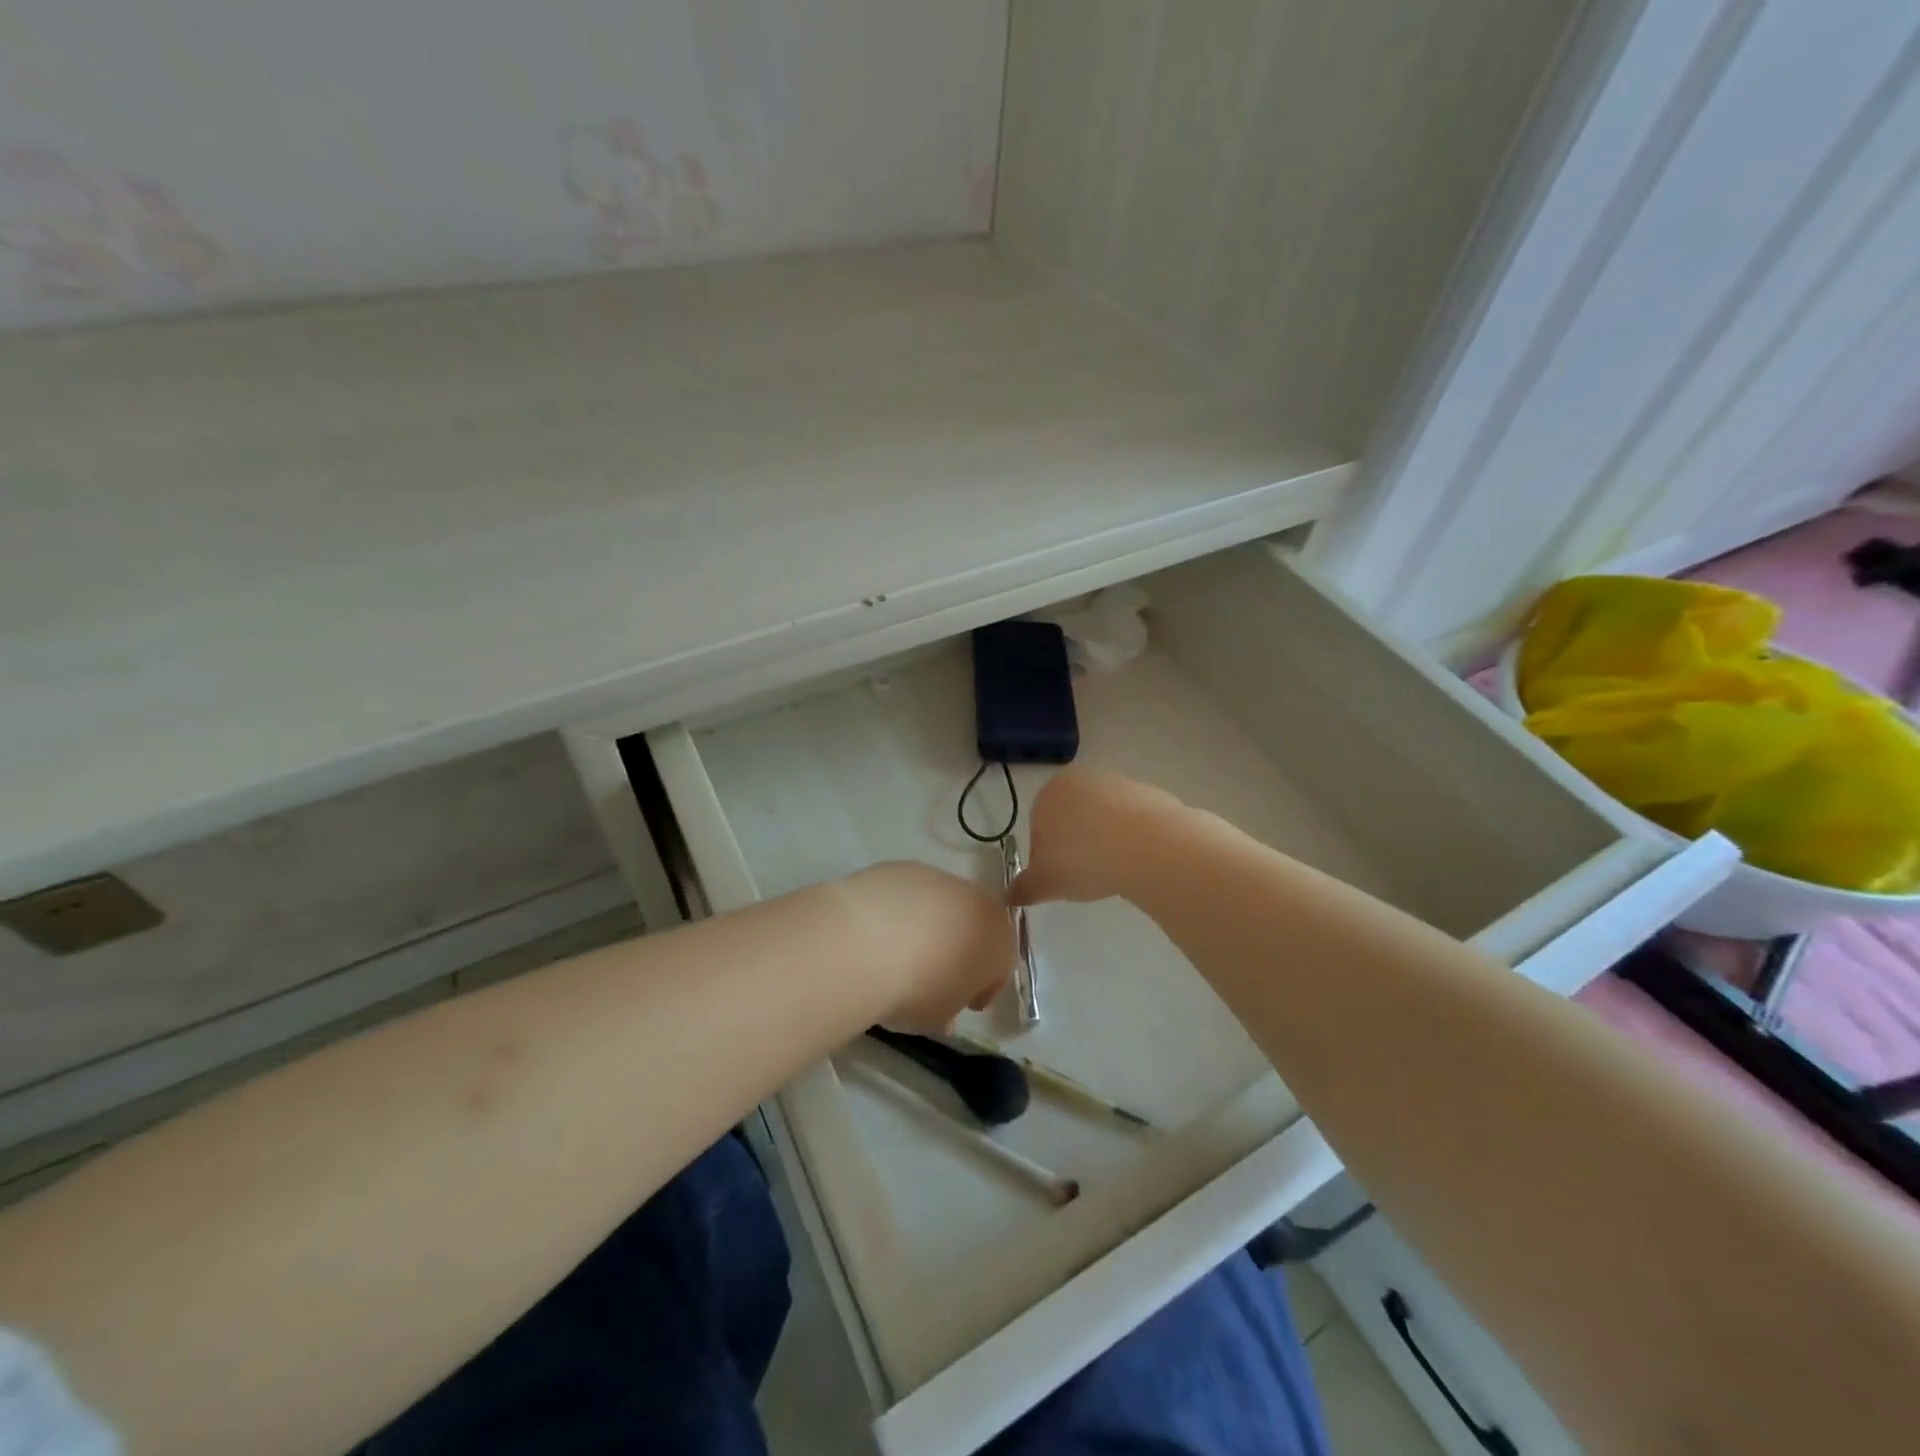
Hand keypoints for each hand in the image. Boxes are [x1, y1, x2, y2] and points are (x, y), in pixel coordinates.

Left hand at [842, 862, 1012, 1033]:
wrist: (868, 942)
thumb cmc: (918, 988)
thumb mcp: (938, 1017)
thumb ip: (949, 1009)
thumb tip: (944, 1010)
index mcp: (999, 939)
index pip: (1001, 966)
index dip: (982, 987)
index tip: (962, 1003)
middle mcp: (976, 900)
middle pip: (973, 926)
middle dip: (958, 948)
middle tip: (933, 974)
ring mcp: (939, 878)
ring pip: (942, 905)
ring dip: (929, 925)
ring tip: (899, 952)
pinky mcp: (903, 867)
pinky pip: (909, 893)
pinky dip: (900, 910)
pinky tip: (878, 930)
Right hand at [1010, 771, 1182, 906]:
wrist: (1145, 844)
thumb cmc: (1082, 859)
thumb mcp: (1045, 882)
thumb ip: (1024, 888)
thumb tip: (1009, 896)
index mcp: (1048, 794)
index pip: (1038, 827)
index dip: (1046, 856)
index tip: (1060, 877)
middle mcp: (1080, 780)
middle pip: (1072, 818)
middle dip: (1076, 845)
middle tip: (1086, 875)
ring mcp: (1118, 783)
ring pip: (1103, 819)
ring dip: (1105, 842)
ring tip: (1115, 870)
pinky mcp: (1149, 793)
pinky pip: (1133, 821)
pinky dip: (1132, 839)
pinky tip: (1137, 860)